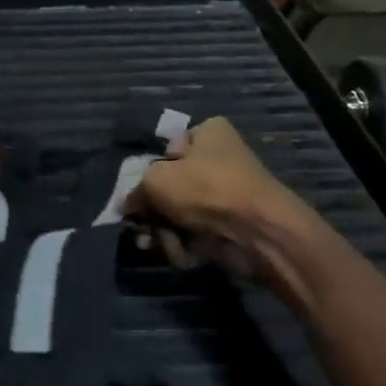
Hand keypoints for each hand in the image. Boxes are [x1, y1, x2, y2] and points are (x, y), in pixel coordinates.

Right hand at [127, 118, 306, 279]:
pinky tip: (180, 252)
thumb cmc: (205, 189)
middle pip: (171, 185)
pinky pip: (194, 234)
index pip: (169, 147)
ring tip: (158, 242)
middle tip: (140, 225)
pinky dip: (184, 245)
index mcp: (209, 133)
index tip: (138, 190)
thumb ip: (135, 190)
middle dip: (153, 210)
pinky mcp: (229, 227)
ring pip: (179, 213)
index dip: (151, 169)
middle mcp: (219, 160)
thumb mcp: (156, 180)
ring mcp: (225, 195)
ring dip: (164, 231)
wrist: (257, 233)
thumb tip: (128, 206)